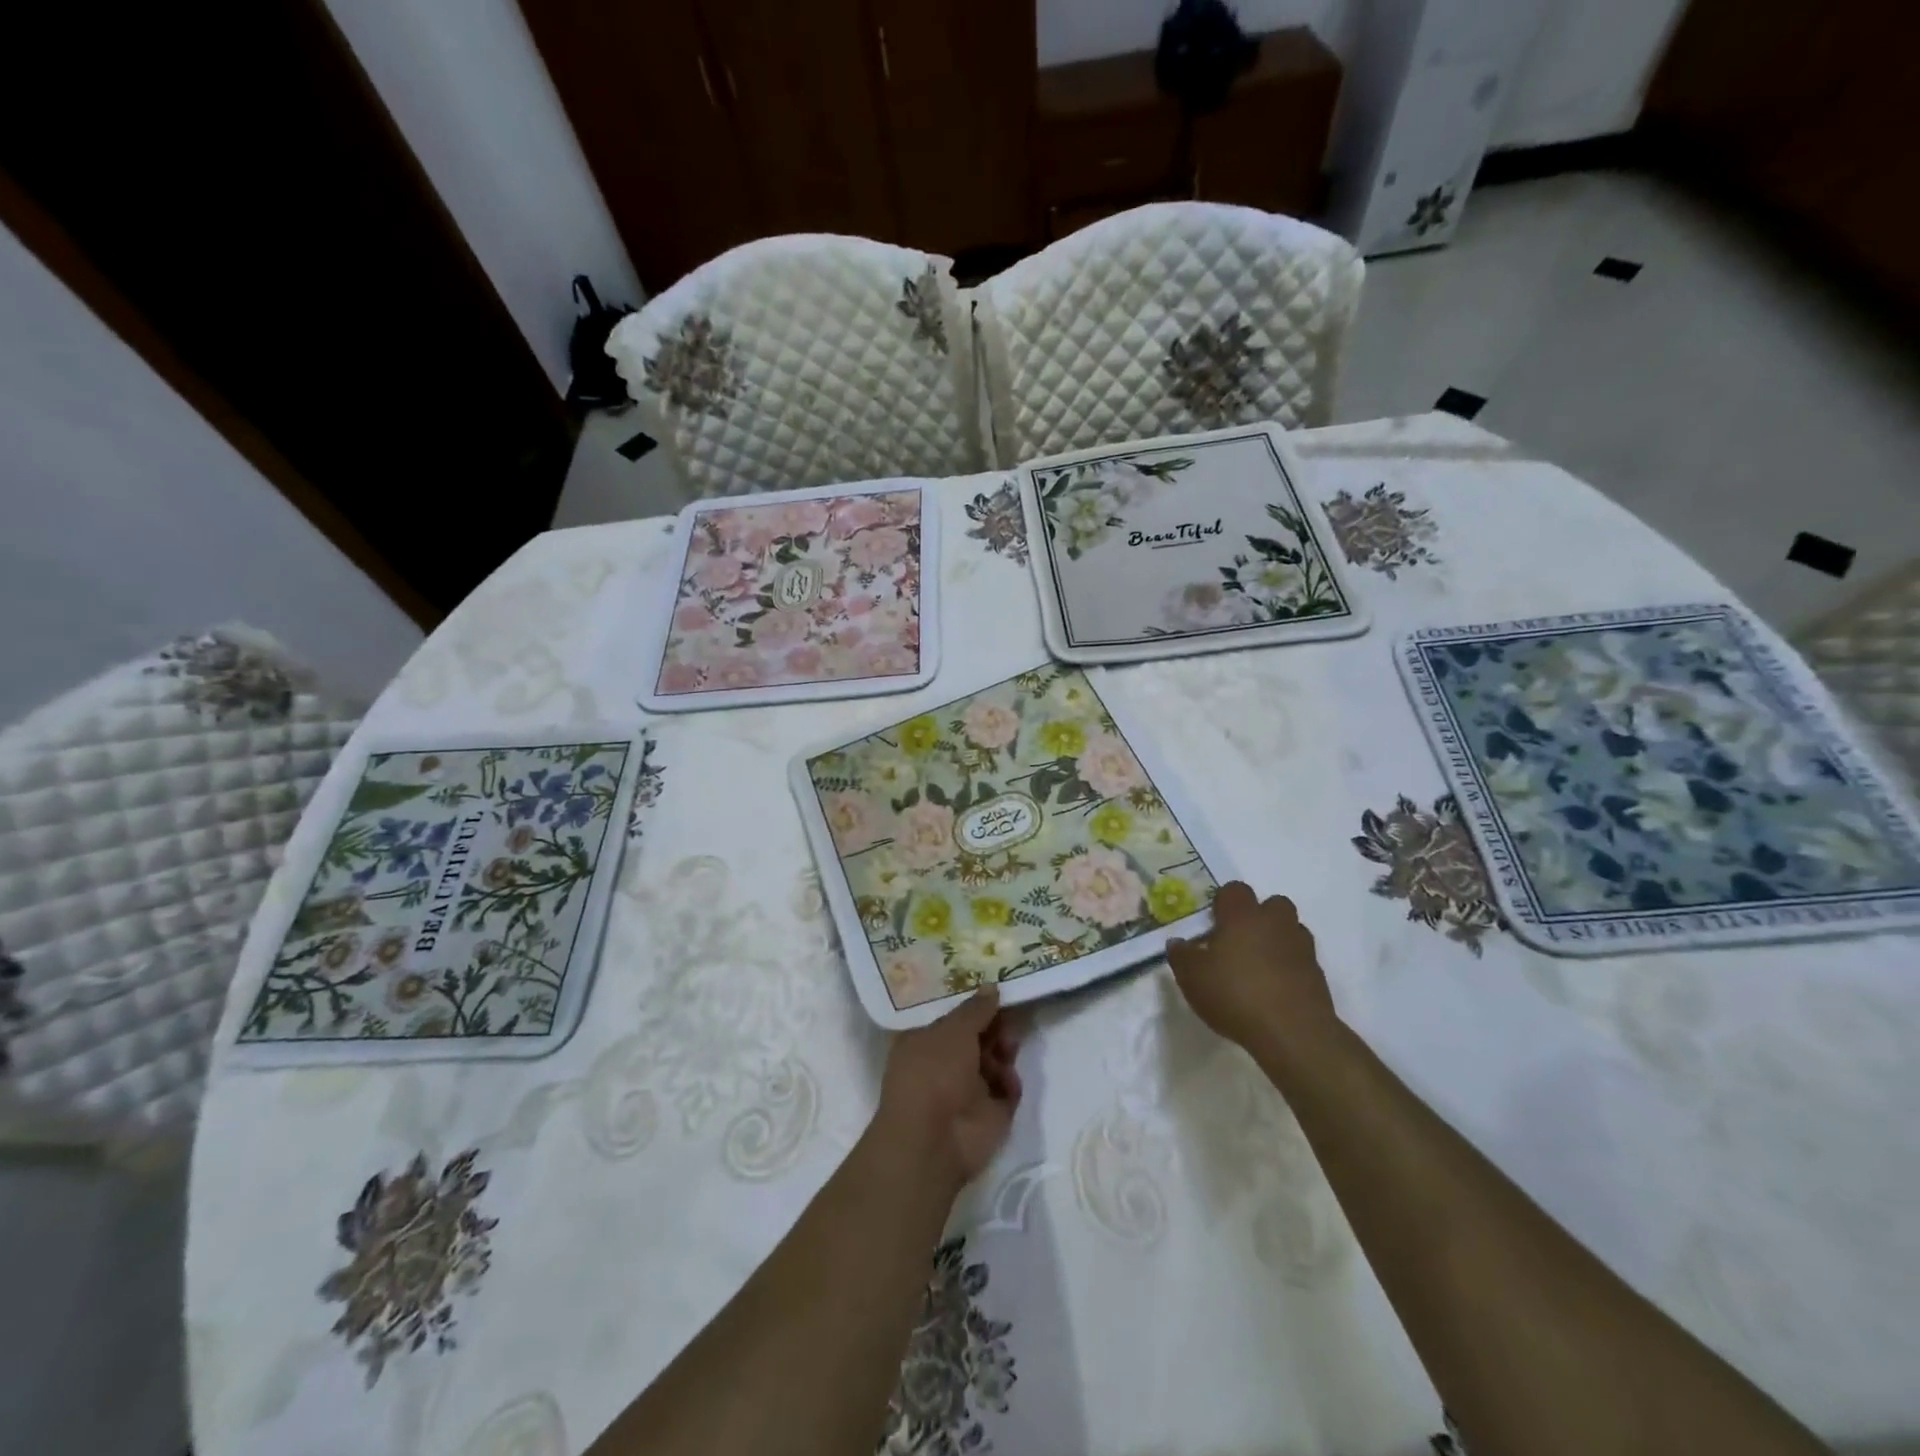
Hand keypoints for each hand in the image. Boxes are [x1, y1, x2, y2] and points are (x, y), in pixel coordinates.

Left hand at [870, 989, 1023, 1191]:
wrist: (935, 1140)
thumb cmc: (934, 1073)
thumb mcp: (953, 1030)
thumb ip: (976, 1009)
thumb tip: (991, 987)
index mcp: (925, 1042)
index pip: (954, 1019)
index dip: (975, 1007)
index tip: (998, 993)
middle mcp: (945, 1065)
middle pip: (978, 1038)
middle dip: (995, 1028)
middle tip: (1009, 1020)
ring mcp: (968, 1091)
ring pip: (994, 1060)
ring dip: (1004, 1051)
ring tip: (1007, 1049)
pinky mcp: (990, 1114)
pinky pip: (1007, 1089)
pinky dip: (1010, 1082)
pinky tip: (1007, 1081)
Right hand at [1168, 881, 1334, 1054]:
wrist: (1293, 1033)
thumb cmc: (1235, 995)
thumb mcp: (1192, 978)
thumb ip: (1181, 956)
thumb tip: (1178, 943)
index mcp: (1242, 916)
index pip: (1234, 890)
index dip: (1223, 902)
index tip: (1213, 923)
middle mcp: (1275, 923)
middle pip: (1272, 903)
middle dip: (1258, 916)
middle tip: (1239, 941)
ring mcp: (1301, 947)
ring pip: (1290, 929)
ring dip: (1277, 939)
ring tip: (1258, 966)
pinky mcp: (1317, 974)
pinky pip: (1300, 958)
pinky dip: (1289, 966)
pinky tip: (1275, 989)